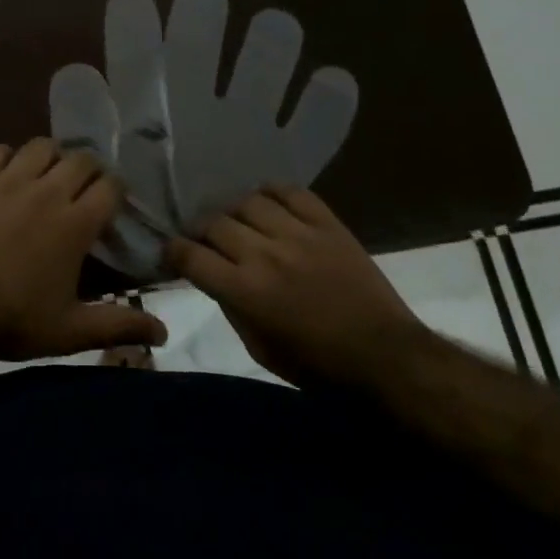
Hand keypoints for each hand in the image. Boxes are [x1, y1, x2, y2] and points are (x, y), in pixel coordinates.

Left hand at [0, 139, 166, 361]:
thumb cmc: (13, 320)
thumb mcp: (70, 331)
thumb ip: (118, 326)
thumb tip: (164, 333)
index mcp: (75, 223)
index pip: (110, 186)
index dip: (116, 192)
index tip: (111, 207)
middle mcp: (47, 191)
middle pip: (81, 159)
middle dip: (89, 171)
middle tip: (82, 192)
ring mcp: (8, 181)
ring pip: (41, 146)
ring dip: (51, 157)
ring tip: (47, 176)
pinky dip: (7, 157)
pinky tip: (7, 175)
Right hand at [164, 186, 419, 385]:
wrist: (386, 356)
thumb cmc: (319, 366)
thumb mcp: (261, 350)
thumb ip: (231, 308)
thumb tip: (212, 277)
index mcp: (245, 291)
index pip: (190, 255)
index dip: (173, 251)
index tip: (173, 253)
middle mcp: (265, 255)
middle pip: (214, 223)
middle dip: (201, 231)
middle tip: (205, 240)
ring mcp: (298, 234)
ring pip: (248, 202)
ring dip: (235, 212)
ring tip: (239, 222)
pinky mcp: (327, 223)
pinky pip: (291, 192)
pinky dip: (272, 192)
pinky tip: (268, 203)